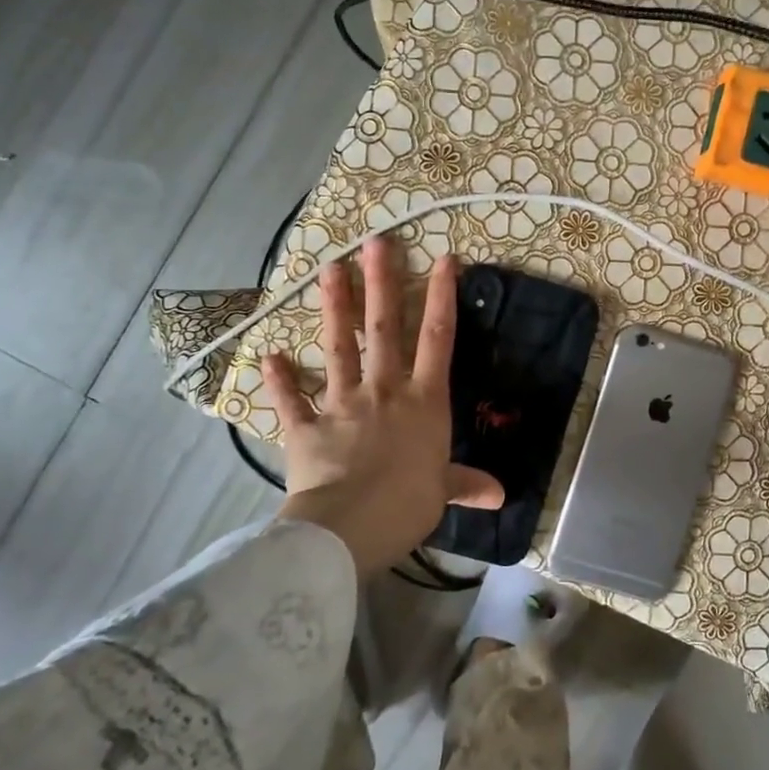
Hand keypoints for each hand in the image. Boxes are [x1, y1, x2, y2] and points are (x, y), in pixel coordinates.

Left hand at [260, 236, 501, 576]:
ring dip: (334, 308)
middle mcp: (384, 391)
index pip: (437, 339)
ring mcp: (342, 404)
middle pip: (384, 328)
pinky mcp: (306, 428)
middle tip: (376, 242)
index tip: (444, 259)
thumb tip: (500, 495)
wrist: (349, 527)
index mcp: (423, 402)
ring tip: (329, 269)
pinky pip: (291, 400)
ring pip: (339, 348)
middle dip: (382, 282)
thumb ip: (466, 484)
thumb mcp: (443, 492)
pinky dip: (279, 380)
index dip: (442, 297)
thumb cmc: (407, 504)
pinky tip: (268, 356)